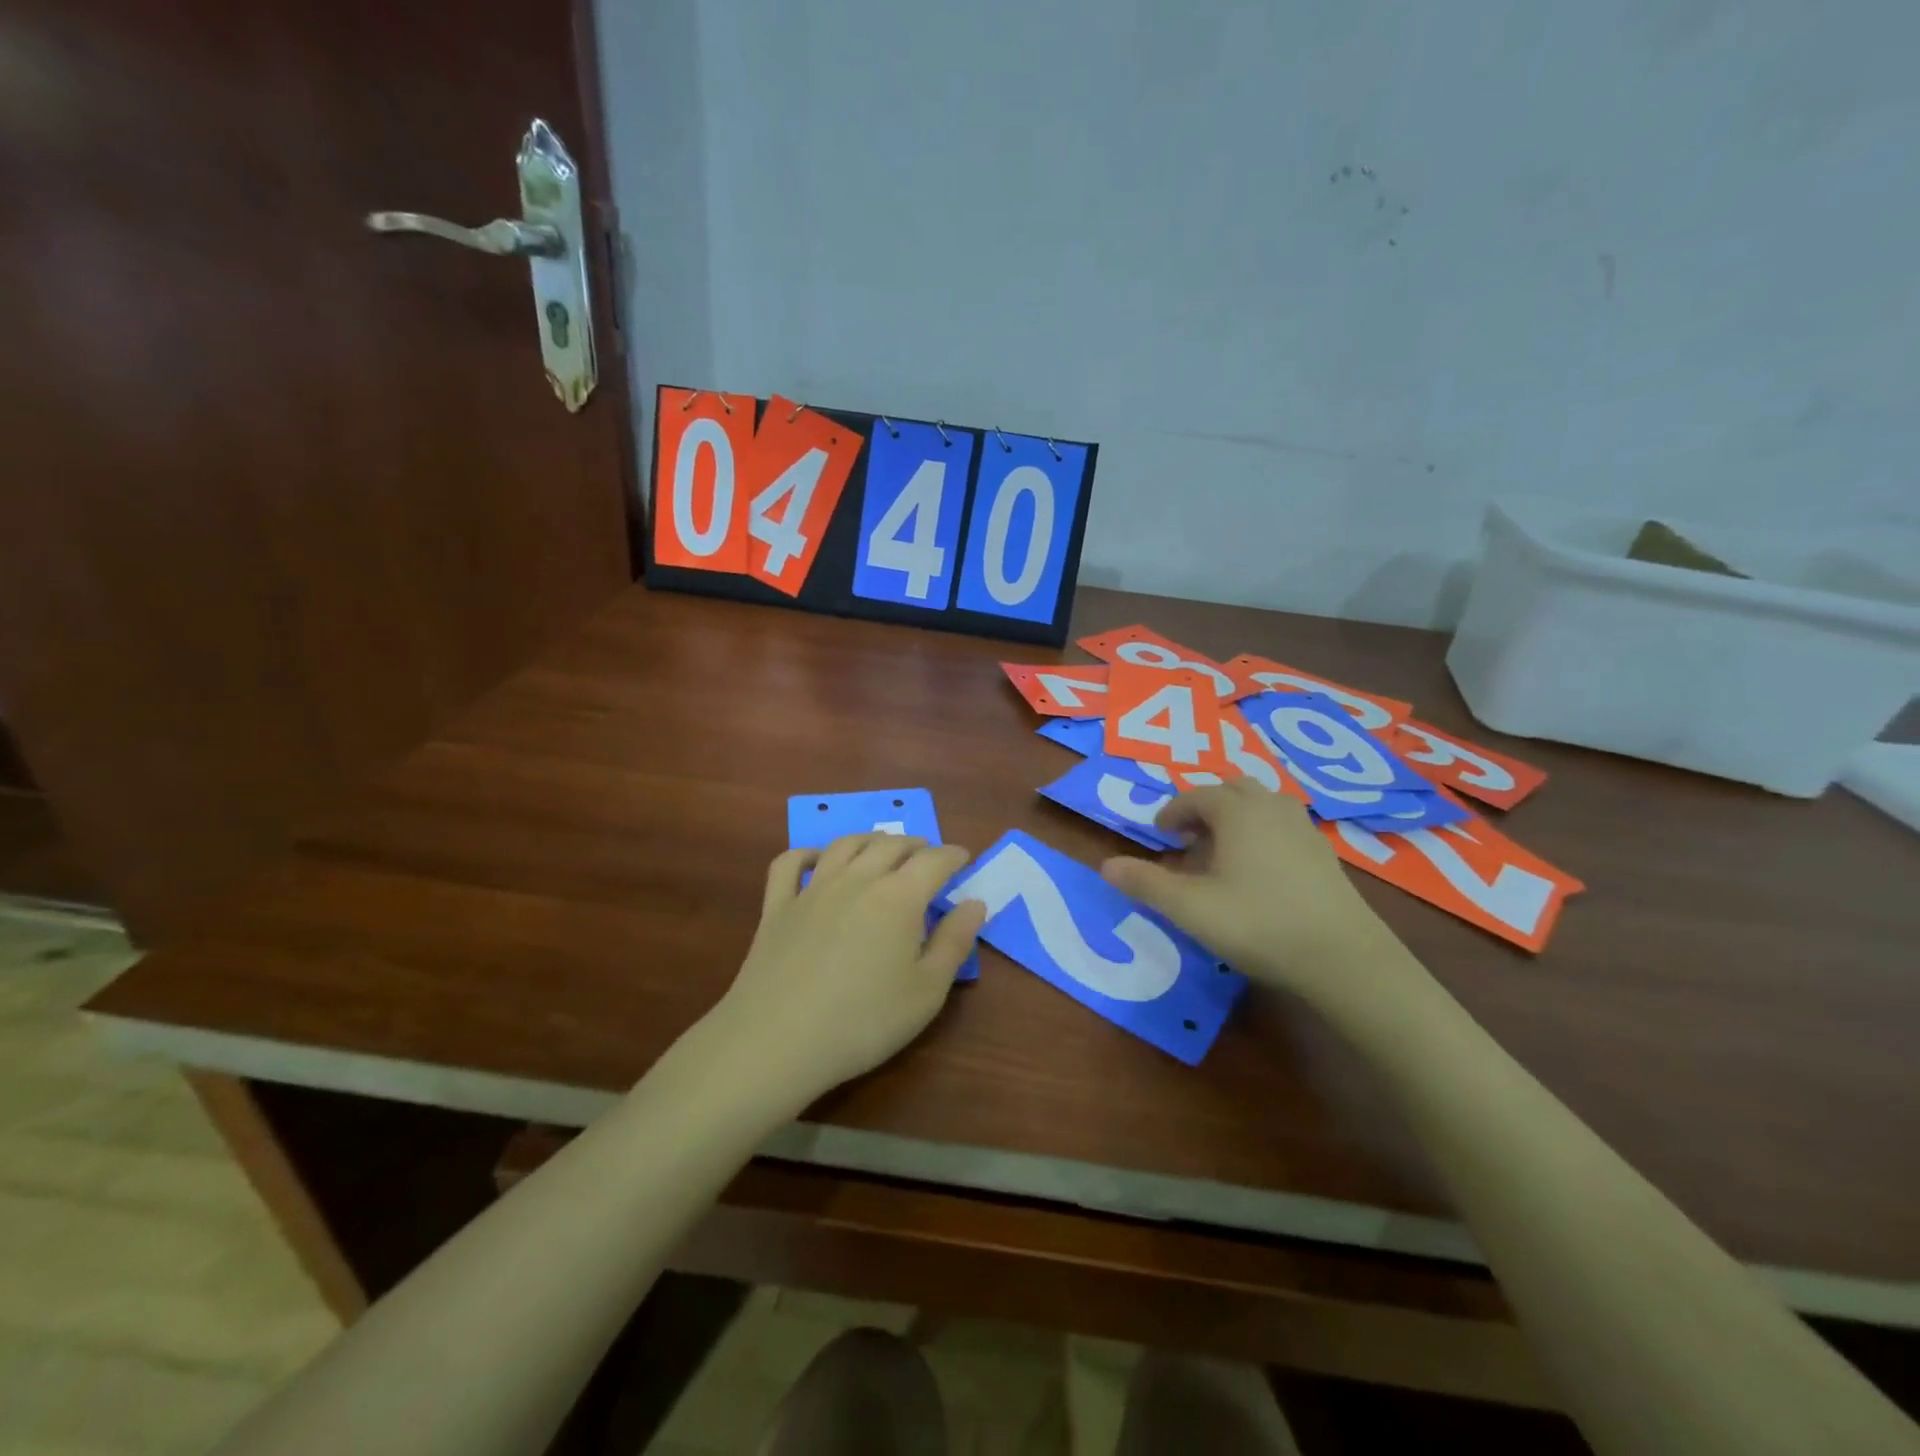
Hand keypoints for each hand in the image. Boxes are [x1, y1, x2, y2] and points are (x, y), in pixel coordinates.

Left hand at [711, 833, 986, 1110]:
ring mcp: (812, 889)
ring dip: (870, 840)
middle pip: (891, 845)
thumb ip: (954, 942)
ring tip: (882, 849)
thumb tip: (974, 903)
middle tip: (928, 857)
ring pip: (845, 845)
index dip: (953, 855)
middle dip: (915, 845)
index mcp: (899, 897)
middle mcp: (857, 879)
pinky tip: (816, 860)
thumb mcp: (927, 991)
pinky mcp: (777, 906)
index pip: (934, 860)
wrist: (777, 1041)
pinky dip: (807, 853)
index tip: (964, 859)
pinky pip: (790, 863)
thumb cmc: (864, 1022)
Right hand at [1099, 779, 1415, 1006]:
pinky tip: (1259, 871)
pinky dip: (1262, 833)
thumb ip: (1146, 883)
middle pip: (1232, 790)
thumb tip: (1104, 865)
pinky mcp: (1324, 854)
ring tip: (1222, 851)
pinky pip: (1283, 825)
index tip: (1158, 834)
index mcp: (1237, 811)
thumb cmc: (1257, 923)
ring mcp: (1303, 829)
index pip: (1196, 795)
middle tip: (1188, 838)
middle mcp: (1271, 808)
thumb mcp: (1190, 908)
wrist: (1343, 957)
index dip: (1172, 811)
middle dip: (1205, 807)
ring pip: (1262, 804)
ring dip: (1236, 817)